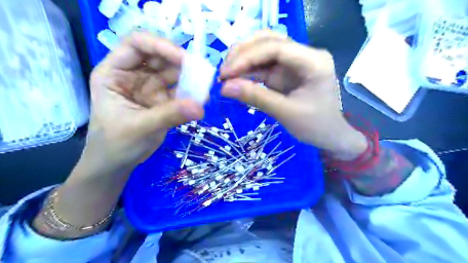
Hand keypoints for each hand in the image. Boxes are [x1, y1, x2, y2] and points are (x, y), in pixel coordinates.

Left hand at [86, 31, 205, 170]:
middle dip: (180, 63)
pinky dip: (191, 94)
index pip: (136, 45)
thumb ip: (169, 115)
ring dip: (190, 78)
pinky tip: (201, 100)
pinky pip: (180, 91)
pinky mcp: (162, 100)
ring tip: (205, 88)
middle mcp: (133, 75)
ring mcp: (149, 87)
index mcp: (115, 73)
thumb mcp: (140, 128)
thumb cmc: (116, 144)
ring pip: (172, 73)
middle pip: (159, 57)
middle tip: (202, 73)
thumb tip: (200, 107)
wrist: (117, 164)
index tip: (184, 59)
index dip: (160, 45)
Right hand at [221, 31, 366, 160]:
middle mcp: (303, 55)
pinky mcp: (285, 72)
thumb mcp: (286, 113)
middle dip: (243, 54)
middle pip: (268, 41)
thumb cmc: (316, 126)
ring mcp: (293, 62)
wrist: (330, 135)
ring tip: (225, 74)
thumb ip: (256, 97)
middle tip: (223, 71)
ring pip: (263, 50)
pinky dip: (247, 71)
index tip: (226, 73)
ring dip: (242, 60)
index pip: (276, 47)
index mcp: (313, 61)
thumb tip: (224, 88)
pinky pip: (263, 66)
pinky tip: (234, 79)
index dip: (247, 57)